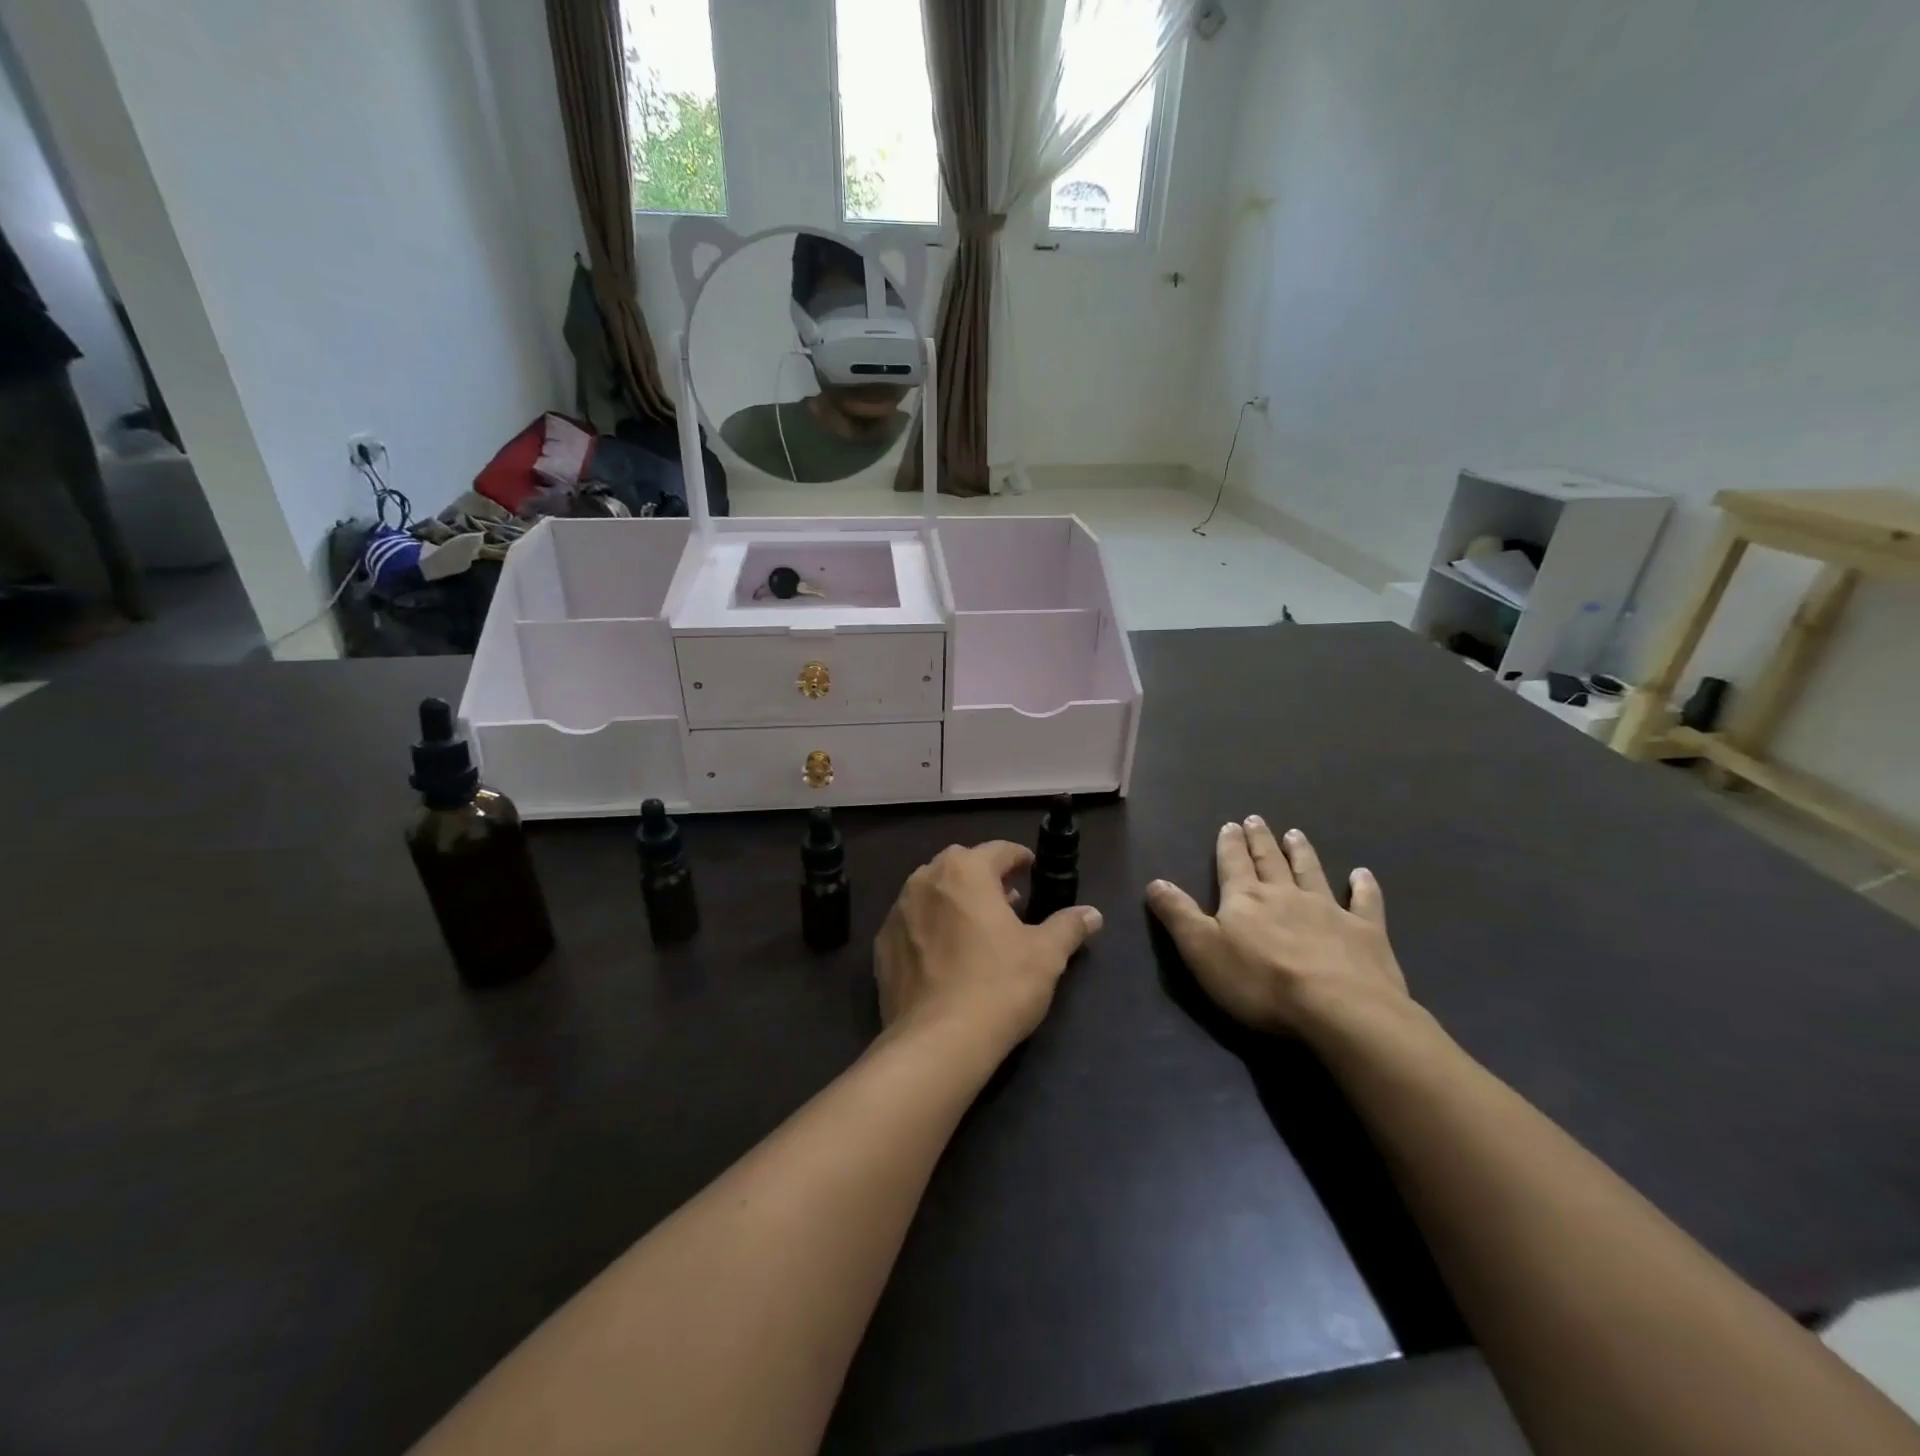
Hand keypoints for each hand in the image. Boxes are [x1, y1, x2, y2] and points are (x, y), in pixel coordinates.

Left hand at [876, 841, 1102, 1051]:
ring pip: (933, 893)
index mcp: (965, 871)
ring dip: (955, 901)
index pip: (998, 850)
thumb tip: (1092, 914)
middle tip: (1010, 902)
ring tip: (978, 929)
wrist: (937, 1042)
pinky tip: (946, 957)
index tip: (1033, 870)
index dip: (1019, 858)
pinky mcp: (882, 945)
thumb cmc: (999, 986)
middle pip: (961, 866)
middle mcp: (925, 880)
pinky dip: (930, 928)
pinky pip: (912, 924)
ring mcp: (898, 912)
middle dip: (986, 878)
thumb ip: (1069, 926)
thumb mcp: (1046, 955)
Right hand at [1146, 818, 1406, 1035]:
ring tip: (1296, 834)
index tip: (1230, 824)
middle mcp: (1286, 895)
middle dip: (1260, 841)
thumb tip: (1155, 882)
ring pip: (1312, 872)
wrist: (1339, 1009)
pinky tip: (1363, 874)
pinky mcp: (1366, 932)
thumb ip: (1178, 915)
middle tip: (1256, 820)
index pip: (1233, 864)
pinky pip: (1365, 902)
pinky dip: (1364, 886)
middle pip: (1270, 861)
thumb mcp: (1202, 950)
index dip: (1229, 845)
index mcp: (1246, 898)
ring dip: (1302, 853)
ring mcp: (1329, 910)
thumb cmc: (1261, 983)